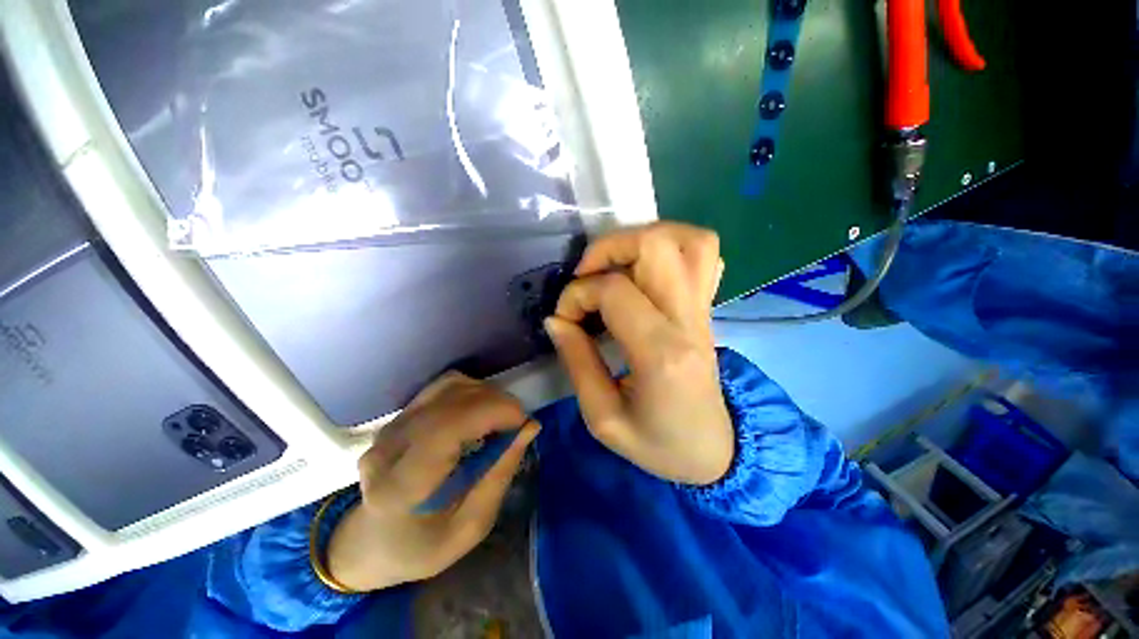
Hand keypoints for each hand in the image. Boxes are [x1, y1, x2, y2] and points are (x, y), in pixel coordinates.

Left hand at [327, 373, 538, 591]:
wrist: (372, 541)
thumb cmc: (423, 546)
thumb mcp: (471, 527)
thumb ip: (500, 474)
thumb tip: (529, 426)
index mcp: (402, 487)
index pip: (447, 427)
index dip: (492, 412)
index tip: (523, 421)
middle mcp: (390, 447)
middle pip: (452, 399)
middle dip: (497, 402)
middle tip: (519, 423)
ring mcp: (391, 426)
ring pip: (450, 385)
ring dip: (486, 394)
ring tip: (502, 417)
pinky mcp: (400, 415)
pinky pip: (444, 387)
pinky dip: (473, 391)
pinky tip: (482, 411)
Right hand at [544, 222, 732, 484]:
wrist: (715, 452)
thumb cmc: (658, 445)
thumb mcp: (603, 418)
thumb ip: (577, 361)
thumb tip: (556, 319)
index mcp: (660, 354)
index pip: (614, 291)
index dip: (577, 296)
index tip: (564, 319)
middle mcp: (688, 320)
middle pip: (655, 245)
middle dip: (607, 248)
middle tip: (586, 276)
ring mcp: (705, 309)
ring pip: (688, 239)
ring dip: (642, 238)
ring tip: (615, 265)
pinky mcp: (708, 308)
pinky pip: (705, 254)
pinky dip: (672, 246)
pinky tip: (646, 270)